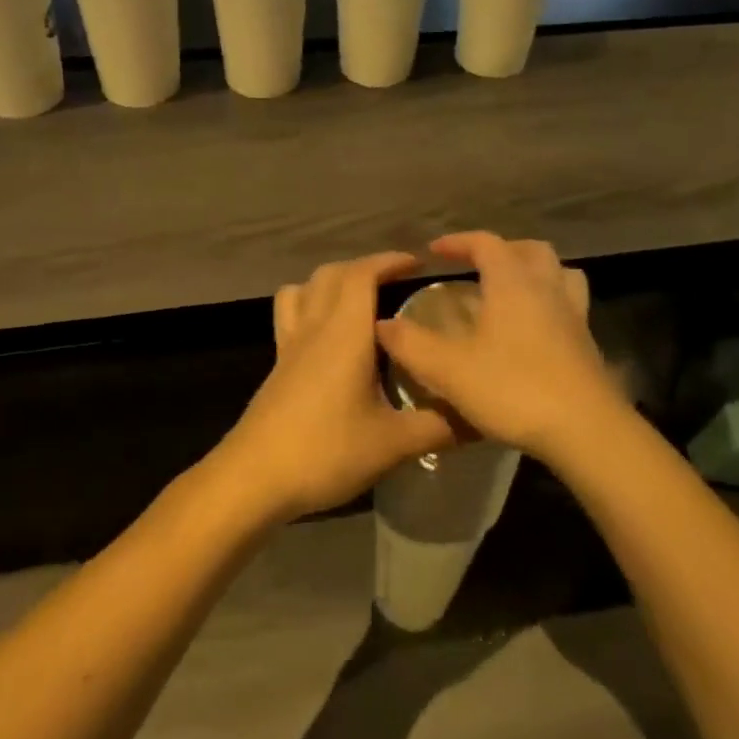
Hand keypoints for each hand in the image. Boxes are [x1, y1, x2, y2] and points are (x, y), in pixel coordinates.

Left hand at [208, 252, 455, 523]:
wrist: (255, 478)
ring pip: (304, 289)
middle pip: (332, 274)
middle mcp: (314, 327)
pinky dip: (309, 304)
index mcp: (344, 332)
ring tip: (359, 299)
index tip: (419, 265)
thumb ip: (440, 426)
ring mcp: (290, 345)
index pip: (362, 274)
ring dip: (332, 281)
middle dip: (366, 267)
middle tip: (397, 282)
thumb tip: (483, 417)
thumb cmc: (326, 451)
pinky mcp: (277, 365)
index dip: (390, 261)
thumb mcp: (394, 444)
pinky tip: (328, 336)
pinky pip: (290, 314)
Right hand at [375, 232, 629, 464]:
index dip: (458, 242)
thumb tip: (382, 324)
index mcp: (512, 283)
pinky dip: (550, 302)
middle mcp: (546, 288)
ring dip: (534, 271)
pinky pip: (570, 304)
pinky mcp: (587, 342)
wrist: (586, 429)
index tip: (434, 251)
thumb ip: (411, 344)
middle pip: (530, 249)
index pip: (485, 243)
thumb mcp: (449, 370)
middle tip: (476, 266)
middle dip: (500, 250)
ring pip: (559, 272)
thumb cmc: (514, 389)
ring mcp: (573, 314)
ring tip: (512, 289)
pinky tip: (534, 328)